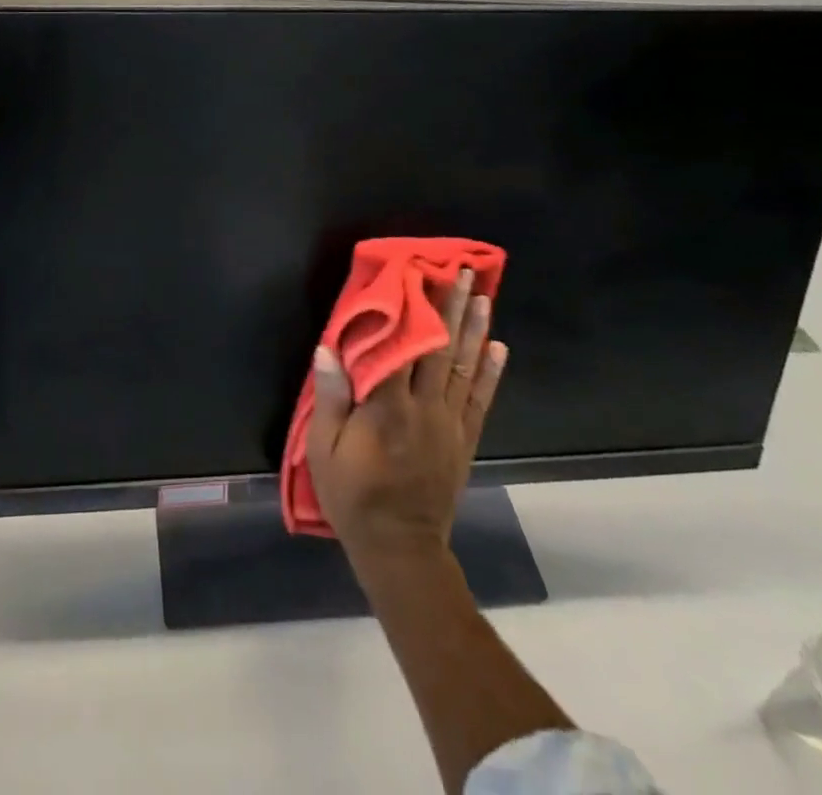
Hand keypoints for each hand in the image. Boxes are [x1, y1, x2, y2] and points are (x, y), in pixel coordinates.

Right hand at [306, 270, 507, 564]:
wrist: (400, 550)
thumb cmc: (354, 497)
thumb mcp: (325, 450)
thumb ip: (330, 398)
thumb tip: (328, 349)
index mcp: (387, 408)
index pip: (400, 346)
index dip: (408, 309)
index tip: (414, 275)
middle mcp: (424, 408)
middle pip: (438, 348)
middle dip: (450, 306)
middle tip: (462, 272)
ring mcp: (449, 423)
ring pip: (463, 366)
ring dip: (474, 328)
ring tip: (483, 295)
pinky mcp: (464, 439)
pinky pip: (480, 399)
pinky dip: (490, 371)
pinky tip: (497, 346)